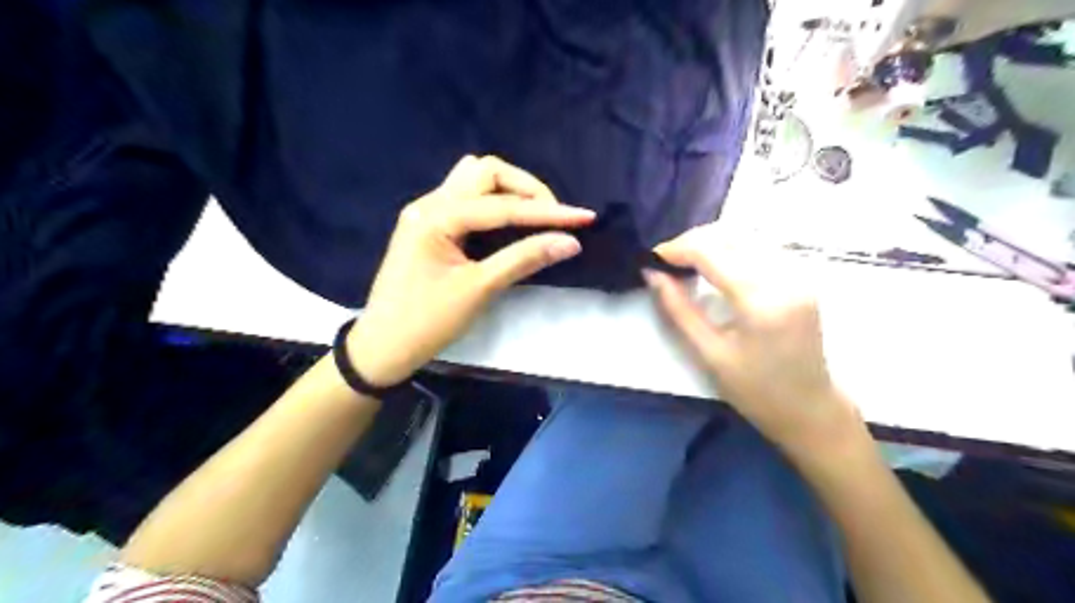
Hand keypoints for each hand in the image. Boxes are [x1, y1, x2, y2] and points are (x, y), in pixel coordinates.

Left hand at [348, 155, 596, 386]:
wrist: (383, 346)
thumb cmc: (427, 322)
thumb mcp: (479, 290)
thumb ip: (524, 259)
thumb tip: (570, 242)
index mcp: (436, 217)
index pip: (503, 206)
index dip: (547, 211)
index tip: (584, 218)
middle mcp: (429, 203)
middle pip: (485, 172)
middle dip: (526, 189)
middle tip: (553, 218)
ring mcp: (426, 211)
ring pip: (474, 179)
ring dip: (508, 190)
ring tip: (534, 217)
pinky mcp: (428, 224)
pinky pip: (466, 197)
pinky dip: (493, 202)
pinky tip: (508, 223)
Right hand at [641, 229, 862, 453]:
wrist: (810, 409)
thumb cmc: (756, 390)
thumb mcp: (709, 354)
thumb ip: (678, 309)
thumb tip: (651, 274)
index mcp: (761, 301)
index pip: (712, 252)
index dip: (677, 248)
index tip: (651, 258)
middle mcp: (785, 277)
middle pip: (730, 236)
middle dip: (692, 241)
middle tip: (666, 262)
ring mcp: (799, 274)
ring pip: (746, 236)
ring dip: (712, 242)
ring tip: (686, 262)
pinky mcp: (802, 277)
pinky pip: (760, 246)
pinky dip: (732, 248)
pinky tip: (717, 265)